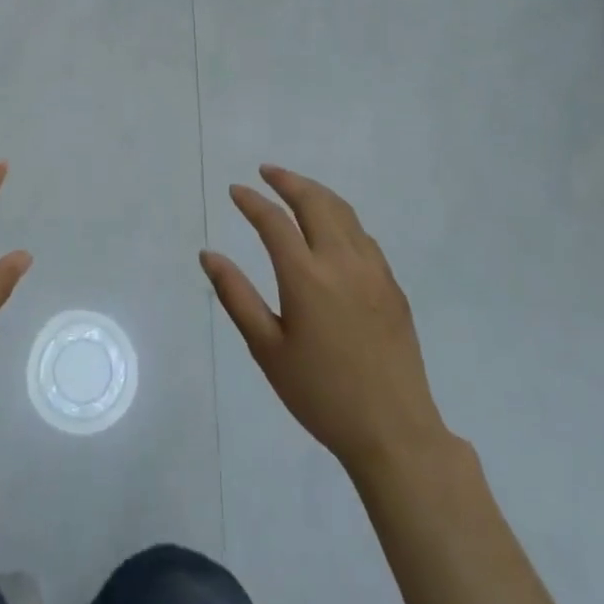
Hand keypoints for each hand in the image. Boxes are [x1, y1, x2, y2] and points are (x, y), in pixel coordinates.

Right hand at [202, 165, 450, 474]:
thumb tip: (208, 255)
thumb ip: (236, 296)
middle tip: (267, 171)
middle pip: (315, 203)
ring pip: (344, 213)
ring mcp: (373, 271)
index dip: (252, 201)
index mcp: (306, 277)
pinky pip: (363, 236)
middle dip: (288, 181)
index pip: (274, 222)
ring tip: (296, 188)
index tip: (235, 190)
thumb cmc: (321, 394)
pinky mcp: (392, 286)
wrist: (394, 431)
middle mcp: (342, 262)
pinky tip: (332, 228)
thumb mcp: (267, 349)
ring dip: (317, 193)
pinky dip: (341, 217)